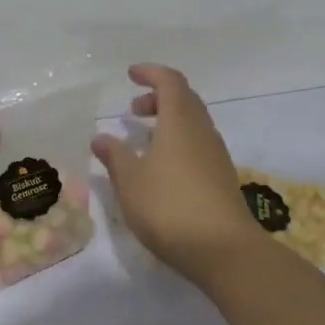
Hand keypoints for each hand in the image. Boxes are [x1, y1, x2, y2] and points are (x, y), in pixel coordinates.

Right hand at [91, 63, 268, 285]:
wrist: (223, 250)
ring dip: (168, 120)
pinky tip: (162, 167)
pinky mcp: (221, 178)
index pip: (170, 82)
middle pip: (185, 99)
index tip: (131, 75)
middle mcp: (202, 131)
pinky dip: (178, 141)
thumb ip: (114, 155)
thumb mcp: (130, 181)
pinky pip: (198, 144)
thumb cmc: (169, 207)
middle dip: (158, 97)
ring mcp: (216, 155)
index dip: (151, 73)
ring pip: (193, 123)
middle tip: (133, 109)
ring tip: (143, 139)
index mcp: (180, 122)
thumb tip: (101, 137)